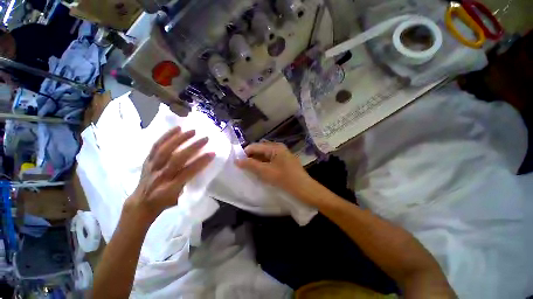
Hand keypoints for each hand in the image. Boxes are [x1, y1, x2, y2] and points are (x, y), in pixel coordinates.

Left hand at [126, 127, 214, 222]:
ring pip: (165, 150)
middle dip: (193, 147)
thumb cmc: (165, 202)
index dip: (201, 162)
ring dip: (180, 138)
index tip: (213, 153)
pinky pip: (156, 146)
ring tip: (192, 131)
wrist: (141, 203)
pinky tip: (177, 129)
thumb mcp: (180, 197)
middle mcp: (160, 176)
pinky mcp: (147, 160)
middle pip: (177, 159)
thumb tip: (201, 168)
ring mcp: (152, 167)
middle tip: (205, 138)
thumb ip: (189, 183)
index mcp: (170, 188)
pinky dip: (166, 136)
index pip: (188, 172)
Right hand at [235, 142, 317, 202]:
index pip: (255, 146)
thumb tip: (237, 160)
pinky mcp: (285, 161)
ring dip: (258, 162)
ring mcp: (283, 154)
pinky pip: (271, 160)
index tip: (238, 162)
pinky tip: (261, 171)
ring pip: (266, 155)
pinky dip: (264, 164)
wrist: (305, 189)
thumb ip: (251, 165)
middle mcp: (279, 148)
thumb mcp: (265, 172)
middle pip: (260, 150)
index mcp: (275, 147)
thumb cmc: (285, 179)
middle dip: (251, 157)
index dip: (245, 153)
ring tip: (250, 170)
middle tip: (243, 167)